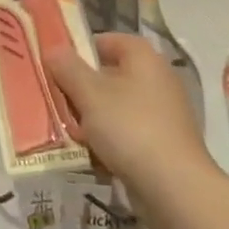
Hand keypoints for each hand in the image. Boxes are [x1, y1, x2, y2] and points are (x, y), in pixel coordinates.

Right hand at [44, 33, 215, 193]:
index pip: (109, 40)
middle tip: (56, 100)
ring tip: (69, 131)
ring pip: (116, 106)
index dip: (81, 48)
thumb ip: (68, 68)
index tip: (57, 64)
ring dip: (91, 117)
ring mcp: (163, 114)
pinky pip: (127, 132)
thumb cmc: (130, 128)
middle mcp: (157, 80)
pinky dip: (109, 140)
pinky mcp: (163, 144)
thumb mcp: (90, 94)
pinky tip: (91, 155)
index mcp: (144, 59)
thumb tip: (53, 48)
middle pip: (110, 75)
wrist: (175, 188)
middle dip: (81, 88)